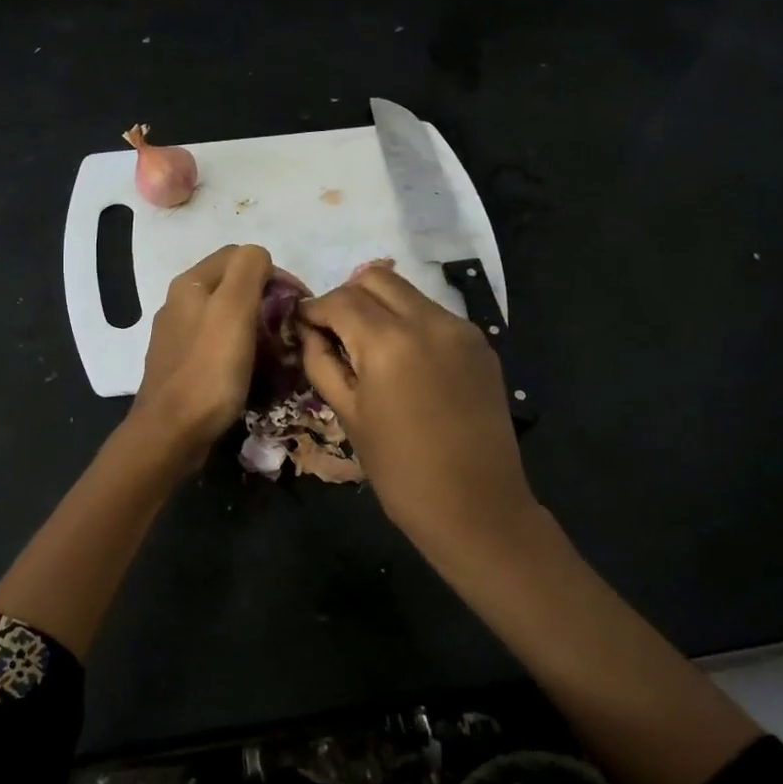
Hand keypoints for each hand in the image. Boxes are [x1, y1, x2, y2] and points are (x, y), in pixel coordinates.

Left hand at [130, 244, 272, 464]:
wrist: (171, 432)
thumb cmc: (208, 369)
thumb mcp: (234, 309)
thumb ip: (248, 270)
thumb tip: (260, 258)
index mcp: (191, 284)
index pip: (240, 256)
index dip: (274, 273)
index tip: (297, 302)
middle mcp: (180, 303)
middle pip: (233, 287)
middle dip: (267, 302)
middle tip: (290, 329)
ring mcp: (178, 336)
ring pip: (227, 318)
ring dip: (256, 328)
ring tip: (278, 352)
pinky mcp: (183, 366)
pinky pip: (219, 347)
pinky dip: (241, 352)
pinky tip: (252, 371)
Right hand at [298, 264, 537, 553]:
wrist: (476, 505)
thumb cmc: (399, 470)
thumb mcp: (348, 415)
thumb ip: (322, 363)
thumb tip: (309, 331)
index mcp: (388, 342)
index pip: (339, 299)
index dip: (313, 308)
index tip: (302, 324)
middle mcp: (427, 320)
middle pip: (375, 278)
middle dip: (347, 296)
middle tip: (335, 331)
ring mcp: (460, 328)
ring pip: (407, 292)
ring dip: (379, 306)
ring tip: (368, 346)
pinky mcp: (480, 342)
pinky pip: (434, 314)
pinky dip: (409, 322)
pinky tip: (404, 361)